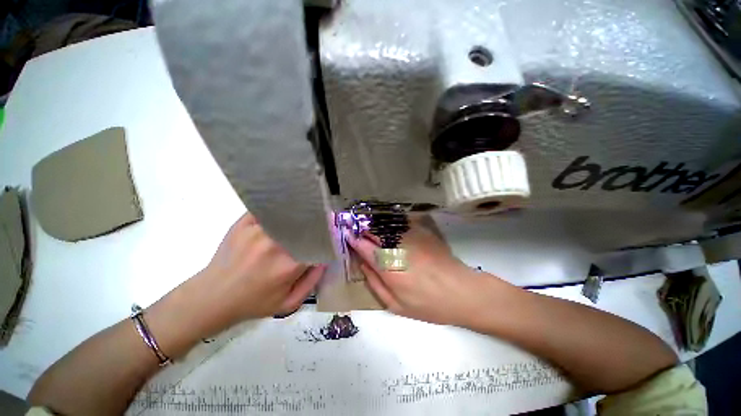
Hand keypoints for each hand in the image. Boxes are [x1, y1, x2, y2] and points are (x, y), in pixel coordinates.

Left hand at [195, 213, 324, 328]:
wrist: (212, 298)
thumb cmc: (253, 303)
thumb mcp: (288, 303)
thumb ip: (312, 282)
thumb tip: (325, 259)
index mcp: (289, 265)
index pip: (319, 243)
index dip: (326, 239)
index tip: (330, 237)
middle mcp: (276, 245)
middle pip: (306, 225)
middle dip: (315, 225)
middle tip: (319, 224)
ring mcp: (258, 231)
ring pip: (288, 215)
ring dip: (298, 215)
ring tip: (302, 217)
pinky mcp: (243, 224)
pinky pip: (268, 210)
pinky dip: (278, 210)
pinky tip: (282, 212)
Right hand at [347, 217, 512, 326]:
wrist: (461, 291)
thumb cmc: (428, 304)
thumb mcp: (396, 306)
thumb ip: (375, 283)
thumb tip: (363, 264)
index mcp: (388, 267)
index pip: (364, 247)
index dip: (353, 239)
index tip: (347, 234)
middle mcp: (397, 247)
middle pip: (374, 232)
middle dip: (362, 228)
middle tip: (355, 227)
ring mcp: (411, 236)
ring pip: (386, 224)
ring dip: (375, 223)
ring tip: (369, 224)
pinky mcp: (422, 231)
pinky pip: (401, 221)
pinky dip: (390, 222)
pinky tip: (389, 224)